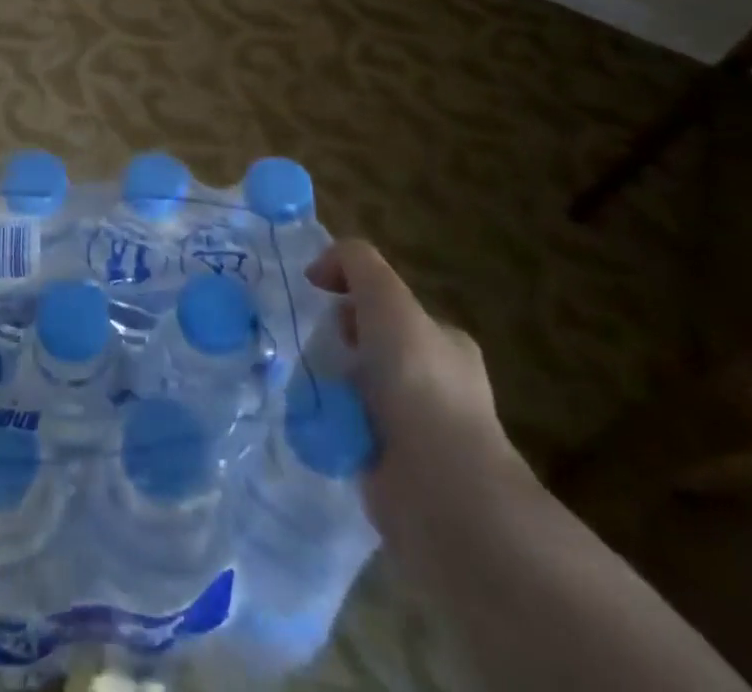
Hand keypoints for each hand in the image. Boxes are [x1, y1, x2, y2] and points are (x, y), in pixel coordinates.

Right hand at [306, 240, 530, 529]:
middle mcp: (439, 384)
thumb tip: (319, 269)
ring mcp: (420, 431)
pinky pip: (351, 432)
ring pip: (360, 391)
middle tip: (313, 348)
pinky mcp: (396, 470)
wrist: (438, 487)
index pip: (394, 309)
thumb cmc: (418, 382)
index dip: (356, 299)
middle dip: (340, 344)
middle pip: (374, 348)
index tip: (323, 304)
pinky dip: (330, 425)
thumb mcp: (386, 298)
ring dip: (332, 386)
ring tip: (305, 385)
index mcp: (446, 343)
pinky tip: (313, 421)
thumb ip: (356, 263)